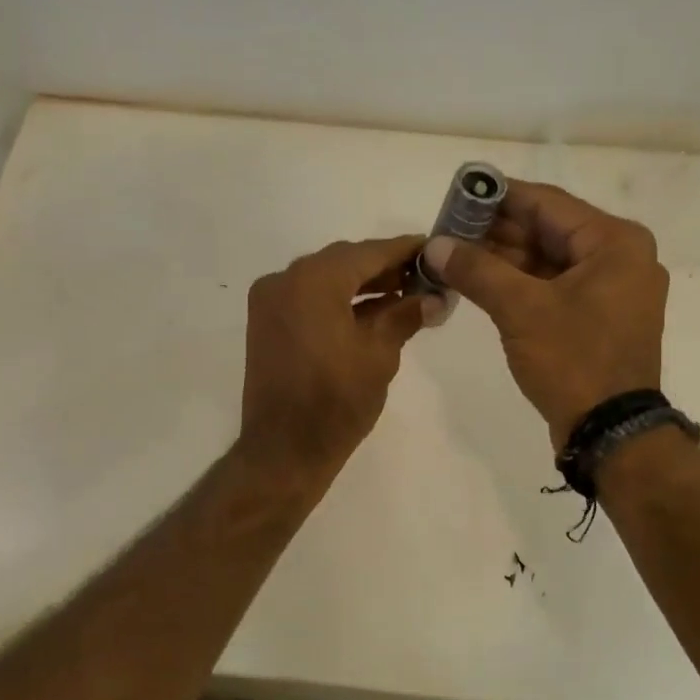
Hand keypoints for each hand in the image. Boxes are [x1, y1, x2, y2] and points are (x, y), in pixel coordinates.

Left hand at [238, 235, 433, 482]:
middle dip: (383, 268)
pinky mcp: (266, 324)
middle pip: (343, 262)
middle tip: (422, 277)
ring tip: (403, 295)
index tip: (433, 249)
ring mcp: (270, 302)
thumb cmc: (337, 402)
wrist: (284, 450)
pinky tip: (370, 312)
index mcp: (312, 281)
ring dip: (361, 284)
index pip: (368, 253)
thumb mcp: (380, 354)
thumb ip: (405, 315)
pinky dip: (337, 301)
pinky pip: (308, 298)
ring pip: (324, 279)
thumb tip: (434, 297)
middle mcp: (284, 280)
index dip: (404, 250)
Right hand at [422, 182, 667, 449]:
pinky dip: (517, 284)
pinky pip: (552, 287)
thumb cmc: (574, 360)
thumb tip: (434, 246)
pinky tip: (478, 281)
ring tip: (452, 254)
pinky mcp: (596, 318)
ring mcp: (610, 290)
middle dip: (495, 232)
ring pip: (547, 261)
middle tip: (446, 230)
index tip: (457, 194)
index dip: (498, 197)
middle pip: (547, 230)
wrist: (610, 432)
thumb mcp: (521, 310)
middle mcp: (619, 258)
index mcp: (615, 242)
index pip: (546, 203)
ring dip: (502, 259)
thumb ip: (477, 270)